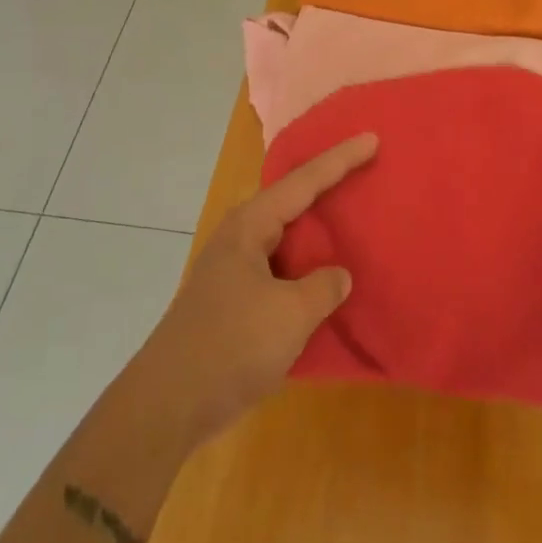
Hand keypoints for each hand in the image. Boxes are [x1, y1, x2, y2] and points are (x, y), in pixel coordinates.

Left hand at [132, 134, 377, 445]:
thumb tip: (338, 276)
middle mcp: (241, 239)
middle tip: (364, 168)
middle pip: (291, 201)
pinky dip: (307, 267)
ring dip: (317, 230)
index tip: (372, 139)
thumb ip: (323, 288)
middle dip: (326, 185)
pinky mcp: (235, 301)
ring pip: (286, 238)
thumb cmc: (230, 346)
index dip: (340, 160)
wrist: (169, 403)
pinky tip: (327, 278)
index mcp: (250, 227)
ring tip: (352, 217)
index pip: (303, 182)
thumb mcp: (289, 314)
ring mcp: (235, 271)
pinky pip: (282, 270)